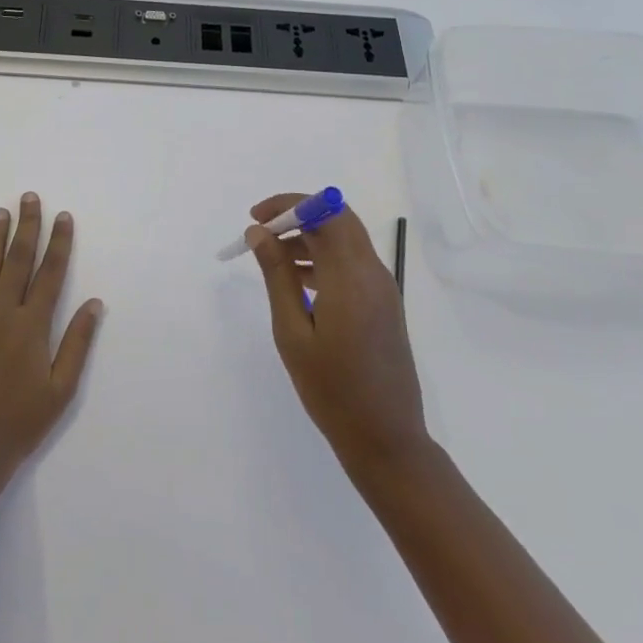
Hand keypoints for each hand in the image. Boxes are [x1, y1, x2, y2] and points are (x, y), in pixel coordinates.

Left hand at [0, 194, 103, 486]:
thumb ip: (77, 343)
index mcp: (32, 327)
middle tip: (29, 197)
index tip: (63, 216)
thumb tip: (94, 303)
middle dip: (26, 227)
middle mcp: (2, 315)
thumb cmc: (20, 424)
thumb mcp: (61, 390)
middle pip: (17, 261)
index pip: (50, 274)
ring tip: (0, 212)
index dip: (59, 243)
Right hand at [248, 193, 428, 478]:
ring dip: (309, 236)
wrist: (386, 438)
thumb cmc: (331, 389)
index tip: (256, 218)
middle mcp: (372, 272)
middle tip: (261, 233)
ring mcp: (382, 287)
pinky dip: (324, 257)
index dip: (289, 203)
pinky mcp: (384, 302)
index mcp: (350, 276)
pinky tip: (297, 280)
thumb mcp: (292, 332)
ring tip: (271, 259)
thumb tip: (259, 233)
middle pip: (337, 218)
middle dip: (297, 216)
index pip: (324, 211)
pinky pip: (352, 261)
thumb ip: (277, 276)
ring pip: (345, 239)